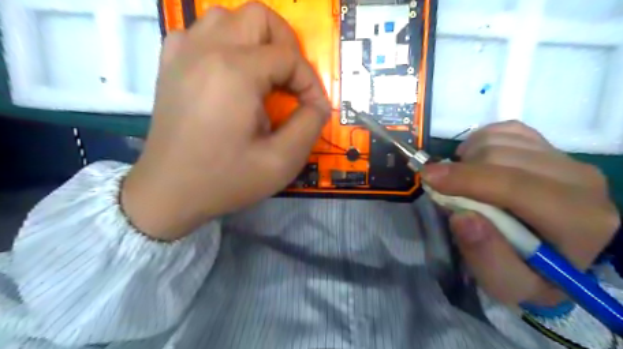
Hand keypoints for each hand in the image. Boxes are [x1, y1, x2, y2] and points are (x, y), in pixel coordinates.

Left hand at [119, 3, 327, 240]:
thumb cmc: (225, 180)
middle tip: (291, 81)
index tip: (314, 108)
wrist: (168, 193)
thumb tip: (317, 104)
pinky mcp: (169, 64)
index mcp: (235, 71)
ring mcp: (181, 53)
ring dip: (255, 41)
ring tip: (264, 75)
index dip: (310, 82)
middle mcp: (205, 49)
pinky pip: (200, 33)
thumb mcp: (281, 161)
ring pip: (228, 17)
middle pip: (259, 17)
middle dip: (286, 46)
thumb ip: (310, 125)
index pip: (288, 57)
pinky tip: (229, 73)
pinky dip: (224, 44)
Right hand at [420, 121, 620, 305]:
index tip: (427, 178)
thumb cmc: (529, 272)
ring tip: (462, 182)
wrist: (552, 252)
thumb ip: (487, 258)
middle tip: (444, 192)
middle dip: (461, 172)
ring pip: (500, 139)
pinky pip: (505, 130)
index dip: (467, 180)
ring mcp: (567, 158)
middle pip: (502, 157)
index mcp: (579, 221)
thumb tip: (463, 217)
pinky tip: (476, 163)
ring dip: (467, 158)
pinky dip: (479, 142)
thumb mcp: (506, 284)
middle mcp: (582, 181)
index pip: (517, 187)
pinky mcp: (551, 146)